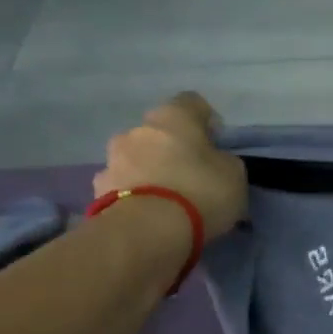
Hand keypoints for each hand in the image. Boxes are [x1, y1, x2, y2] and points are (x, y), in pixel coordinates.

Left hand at [95, 93, 247, 240]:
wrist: (147, 230)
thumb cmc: (200, 191)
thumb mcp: (234, 175)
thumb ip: (224, 161)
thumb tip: (214, 162)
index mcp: (173, 116)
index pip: (193, 103)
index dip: (207, 121)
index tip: (217, 145)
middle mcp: (137, 129)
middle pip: (159, 132)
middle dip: (174, 148)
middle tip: (192, 175)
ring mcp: (112, 158)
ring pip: (137, 158)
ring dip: (151, 171)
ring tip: (168, 200)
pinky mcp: (98, 189)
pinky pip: (123, 186)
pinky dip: (135, 195)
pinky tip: (149, 214)